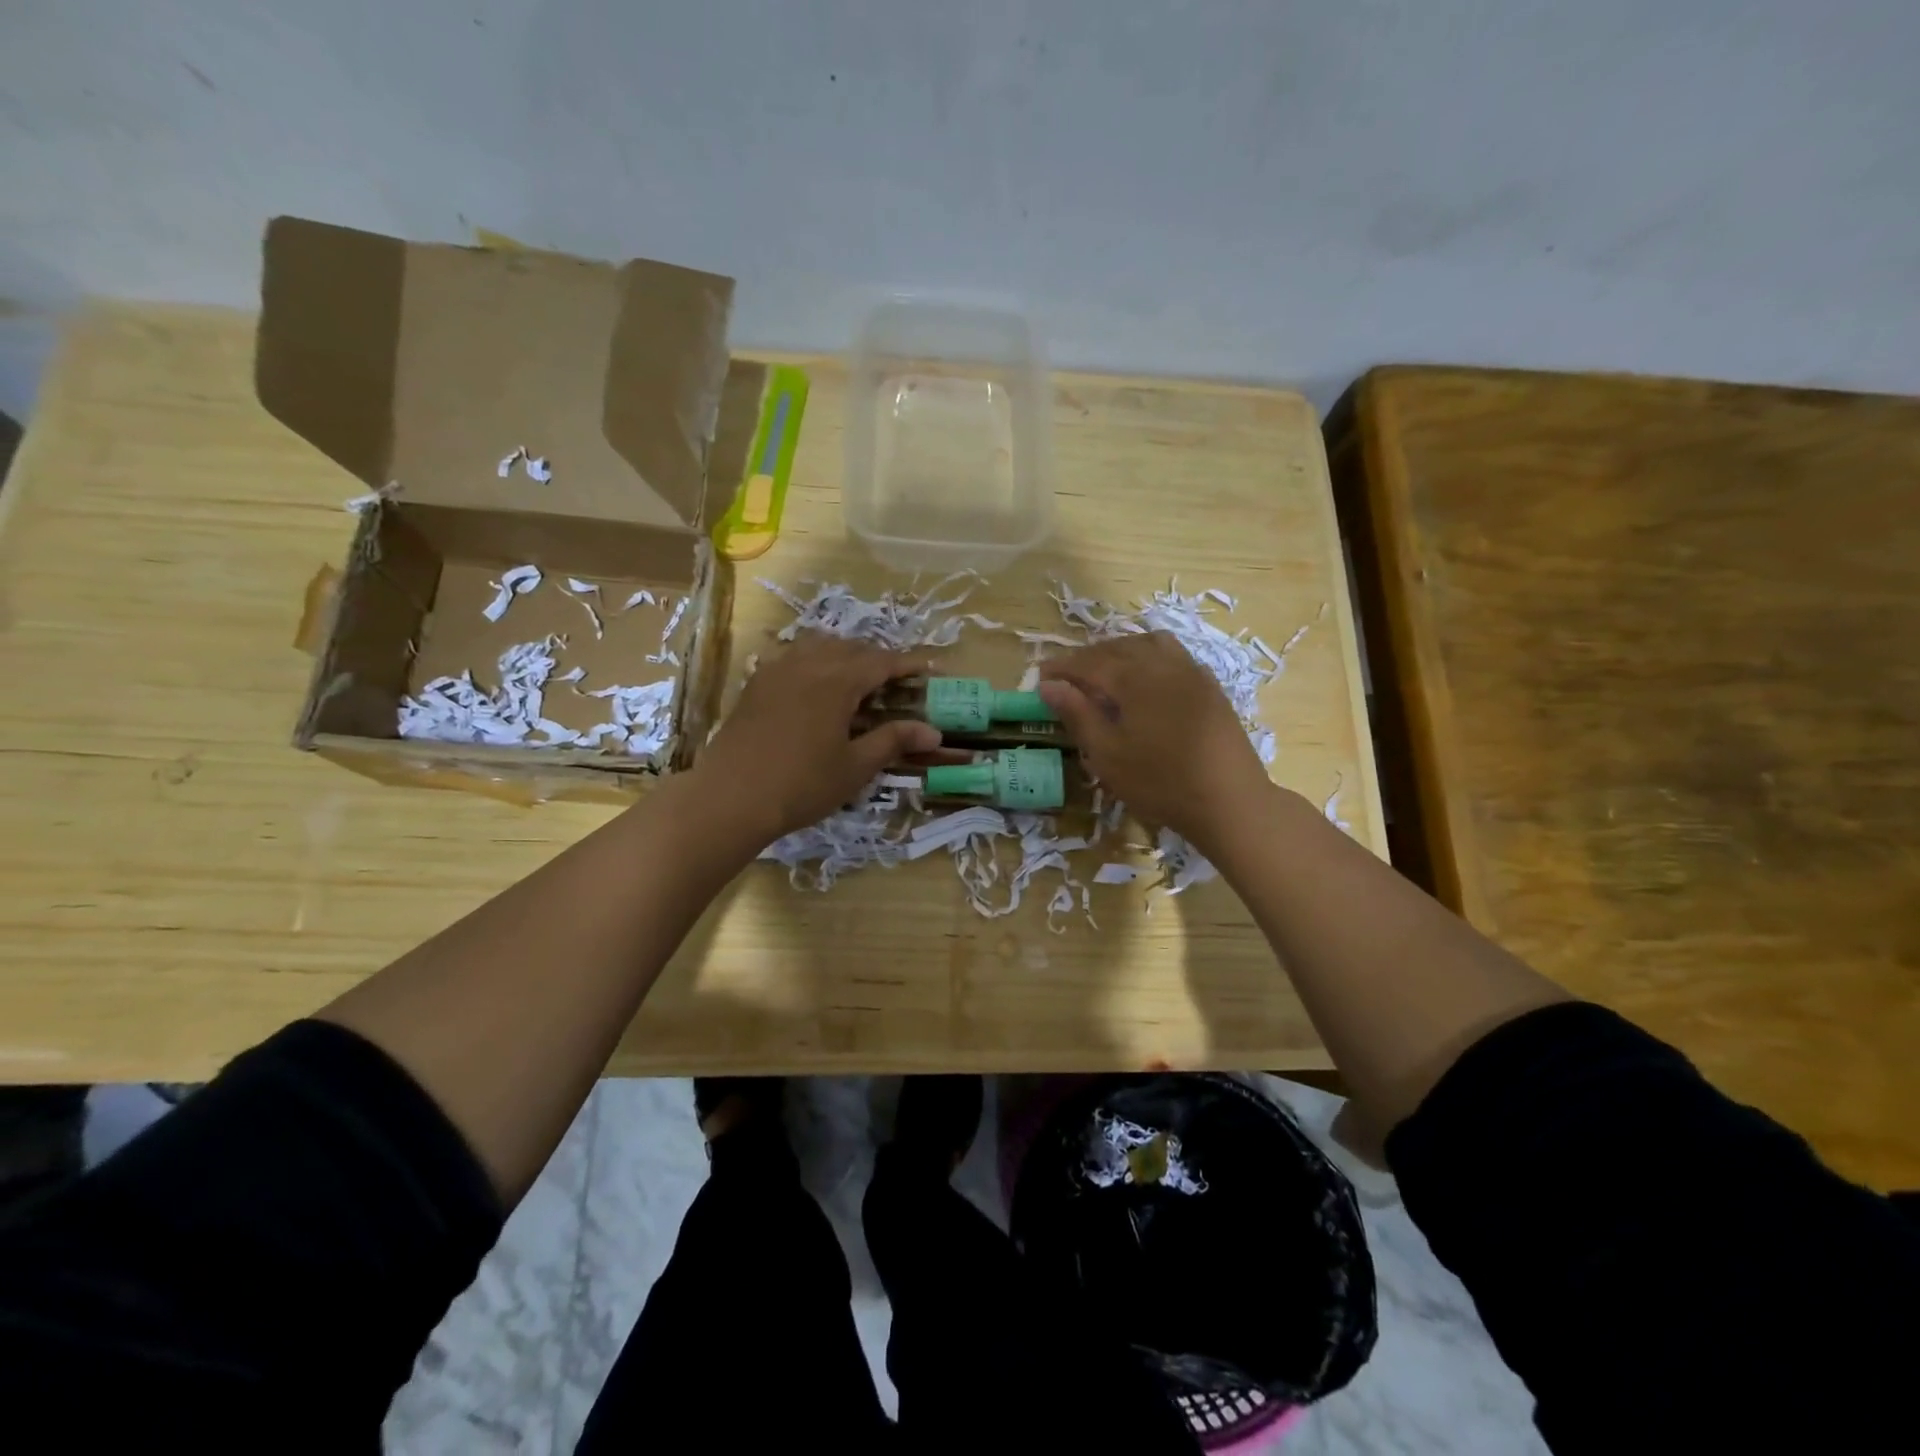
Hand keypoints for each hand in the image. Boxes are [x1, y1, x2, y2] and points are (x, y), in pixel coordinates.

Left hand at [693, 636, 942, 845]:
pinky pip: (793, 657)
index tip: (932, 668)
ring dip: (845, 655)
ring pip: (819, 646)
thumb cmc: (801, 785)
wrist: (730, 797)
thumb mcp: (855, 767)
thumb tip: (933, 731)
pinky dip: (816, 662)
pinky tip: (817, 686)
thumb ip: (893, 741)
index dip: (909, 664)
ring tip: (858, 679)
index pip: (882, 661)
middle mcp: (808, 664)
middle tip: (897, 682)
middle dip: (878, 659)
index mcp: (837, 681)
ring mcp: (777, 670)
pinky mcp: (757, 684)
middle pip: (851, 648)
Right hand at [1038, 632, 1274, 850]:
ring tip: (1104, 672)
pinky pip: (1173, 654)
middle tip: (1066, 676)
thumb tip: (1049, 685)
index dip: (1061, 667)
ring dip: (1119, 651)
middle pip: (1116, 647)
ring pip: (1147, 643)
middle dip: (1087, 657)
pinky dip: (1149, 656)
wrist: (1230, 800)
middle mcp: (1162, 664)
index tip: (1040, 676)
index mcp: (1133, 679)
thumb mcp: (1108, 755)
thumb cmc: (1160, 782)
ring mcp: (1190, 671)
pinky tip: (1146, 679)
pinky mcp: (1209, 685)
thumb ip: (1077, 714)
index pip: (1088, 662)